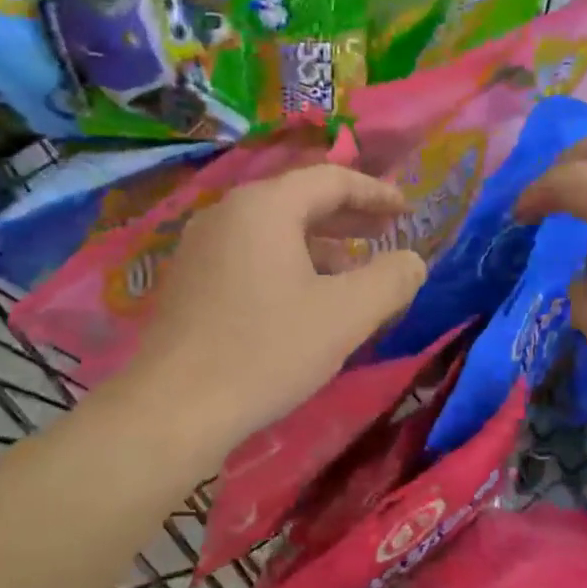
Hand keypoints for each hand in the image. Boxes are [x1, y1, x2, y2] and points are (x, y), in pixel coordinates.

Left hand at [125, 165, 428, 447]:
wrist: (174, 407)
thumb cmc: (266, 351)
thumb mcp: (344, 316)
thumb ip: (390, 280)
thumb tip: (412, 260)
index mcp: (264, 207)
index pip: (330, 179)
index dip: (375, 192)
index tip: (406, 209)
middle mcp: (226, 213)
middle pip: (297, 200)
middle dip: (346, 217)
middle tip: (383, 234)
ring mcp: (199, 246)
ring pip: (271, 231)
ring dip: (316, 245)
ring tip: (350, 273)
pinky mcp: (187, 279)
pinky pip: (248, 255)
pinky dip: (285, 264)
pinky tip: (300, 299)